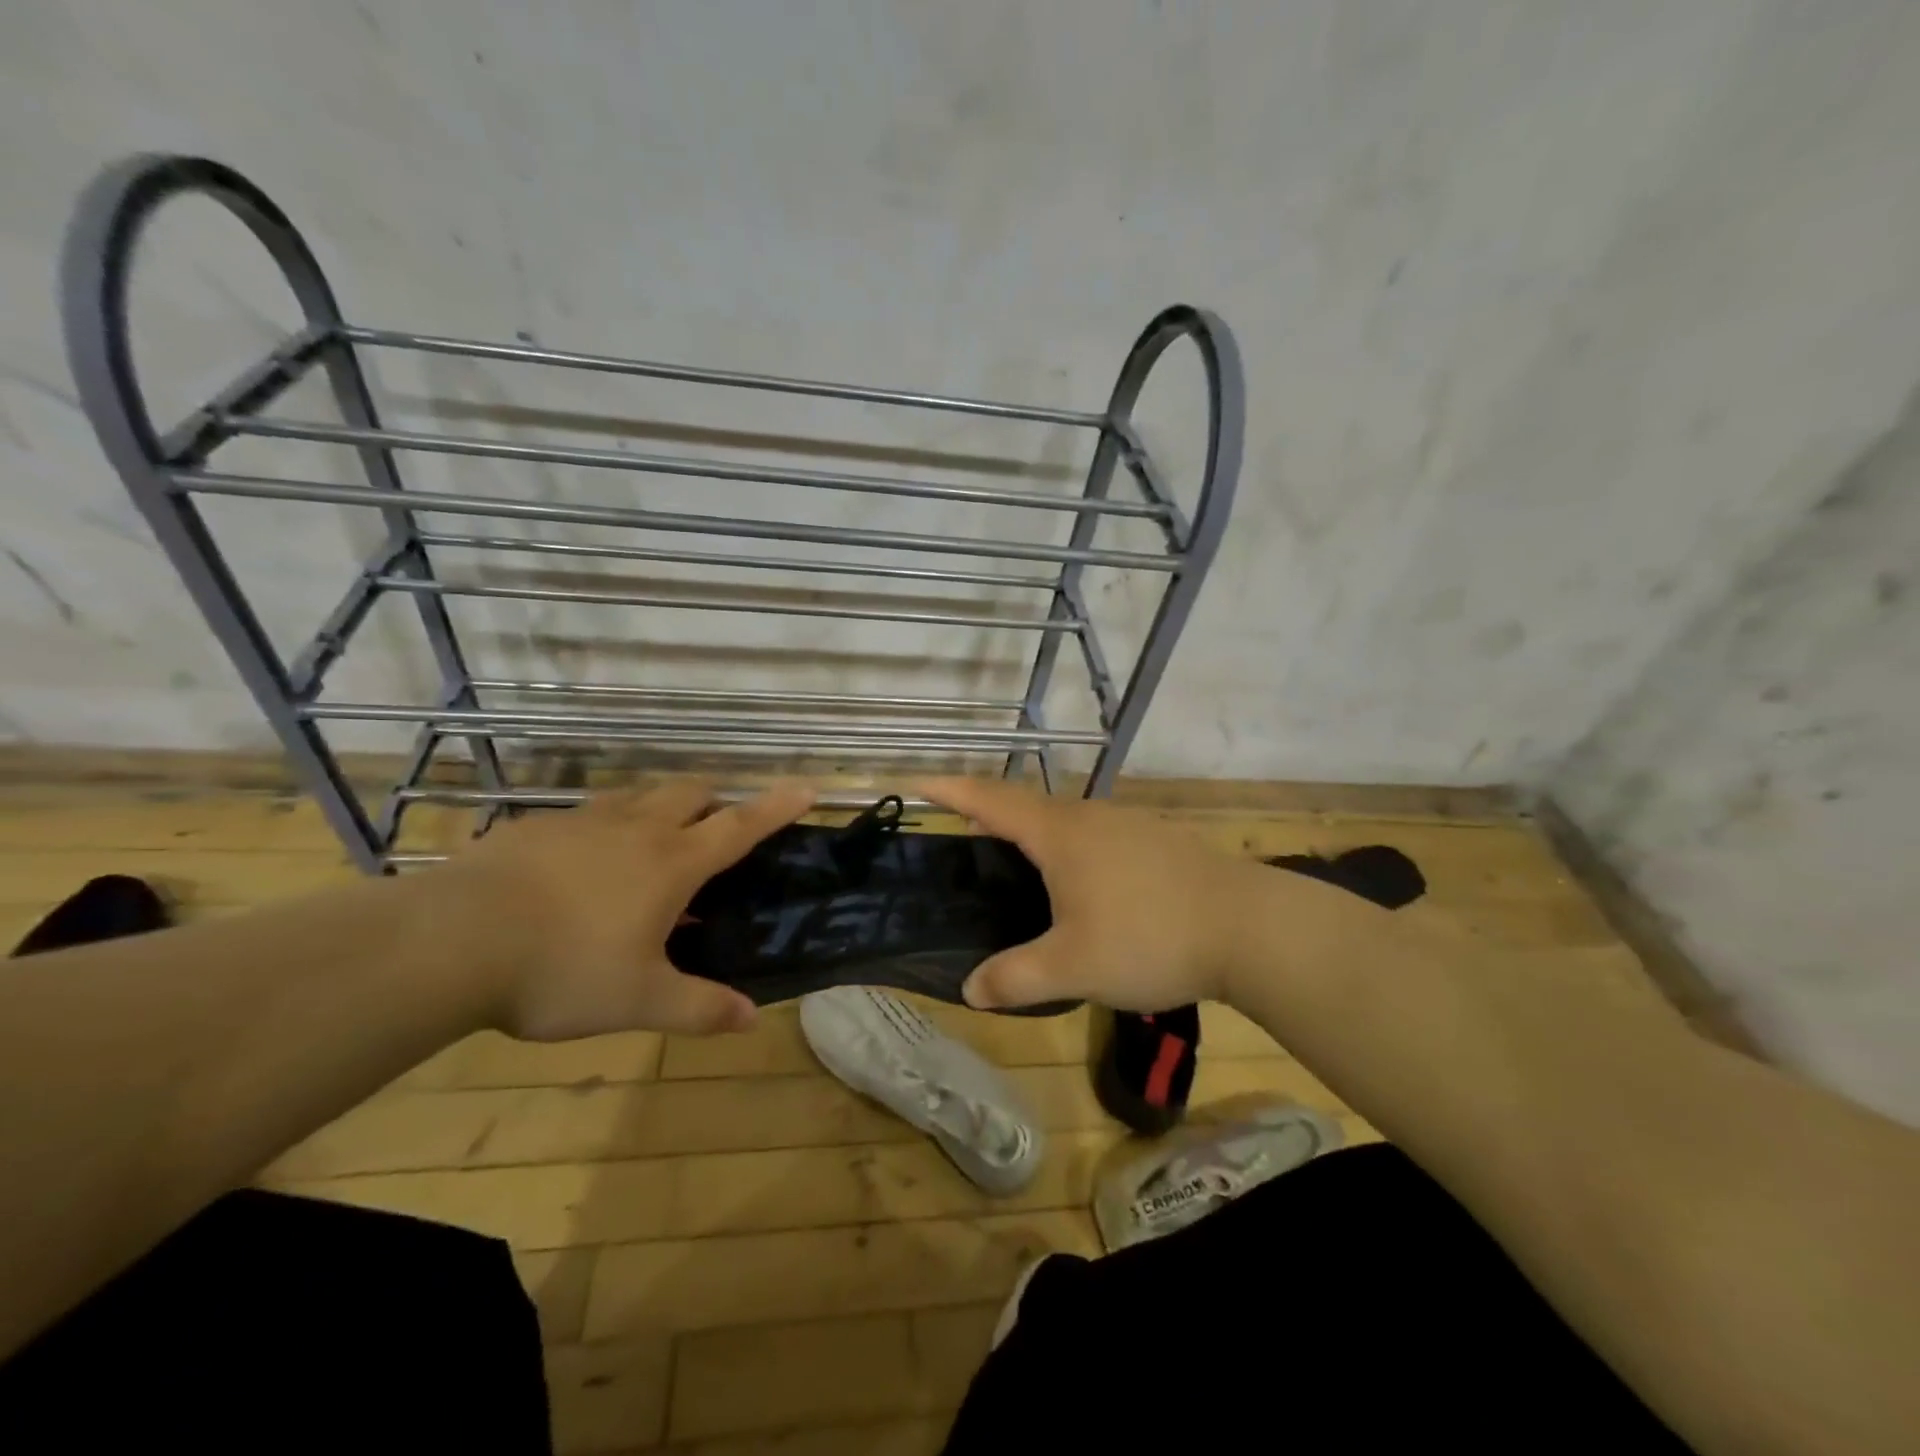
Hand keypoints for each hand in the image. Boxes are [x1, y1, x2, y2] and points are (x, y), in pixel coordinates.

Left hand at [446, 779, 813, 1040]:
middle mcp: (636, 829)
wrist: (449, 942)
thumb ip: (699, 1008)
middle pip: (691, 792)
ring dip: (659, 808)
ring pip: (639, 795)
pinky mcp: (536, 828)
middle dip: (714, 801)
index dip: (778, 807)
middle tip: (713, 833)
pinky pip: (587, 814)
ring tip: (651, 847)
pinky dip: (604, 828)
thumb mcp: (638, 1001)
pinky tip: (580, 867)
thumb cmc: (562, 969)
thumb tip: (751, 1019)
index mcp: (672, 862)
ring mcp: (583, 821)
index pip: (741, 826)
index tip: (808, 786)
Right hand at [918, 777, 1259, 1012]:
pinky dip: (1068, 848)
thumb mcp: (1073, 967)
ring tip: (1017, 871)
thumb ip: (1015, 978)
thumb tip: (972, 989)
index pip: (989, 800)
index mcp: (1059, 833)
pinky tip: (1080, 886)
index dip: (949, 789)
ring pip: (1063, 820)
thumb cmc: (1150, 938)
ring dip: (1031, 835)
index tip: (914, 783)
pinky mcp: (1155, 840)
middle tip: (963, 846)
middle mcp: (1089, 816)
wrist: (1250, 927)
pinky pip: (1093, 834)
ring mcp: (1127, 824)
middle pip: (1024, 806)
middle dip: (988, 818)